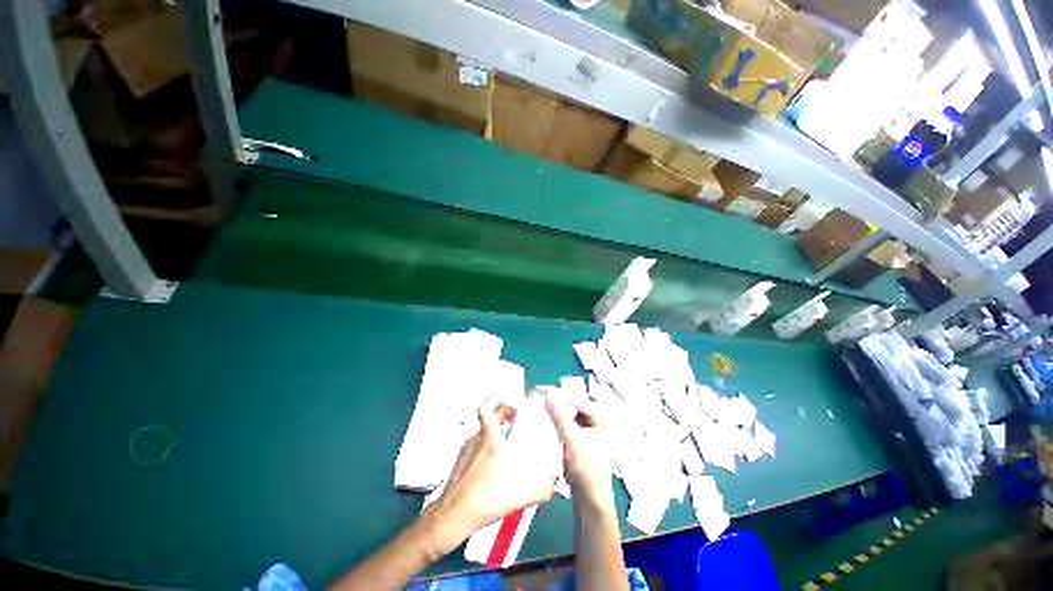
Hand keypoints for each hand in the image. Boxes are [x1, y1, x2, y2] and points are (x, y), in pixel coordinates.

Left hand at [420, 404, 556, 556]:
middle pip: (488, 418)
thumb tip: (553, 483)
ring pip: (482, 432)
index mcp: (491, 440)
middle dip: (502, 417)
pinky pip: (474, 446)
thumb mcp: (521, 496)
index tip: (513, 408)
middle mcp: (477, 439)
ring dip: (493, 433)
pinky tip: (490, 465)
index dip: (500, 404)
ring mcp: (466, 450)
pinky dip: (484, 448)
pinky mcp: (459, 462)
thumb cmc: (486, 499)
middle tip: (515, 423)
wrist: (453, 516)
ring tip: (505, 445)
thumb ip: (542, 489)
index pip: (489, 410)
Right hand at [544, 391, 613, 509]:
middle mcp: (592, 418)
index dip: (556, 392)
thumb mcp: (573, 441)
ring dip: (551, 407)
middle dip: (552, 398)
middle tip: (534, 395)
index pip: (574, 397)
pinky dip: (551, 419)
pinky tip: (540, 418)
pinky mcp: (575, 436)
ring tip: (535, 404)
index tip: (537, 390)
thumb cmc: (587, 469)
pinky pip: (561, 422)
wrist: (589, 498)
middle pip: (569, 402)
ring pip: (564, 411)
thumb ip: (561, 417)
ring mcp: (583, 427)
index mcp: (597, 416)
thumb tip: (548, 393)